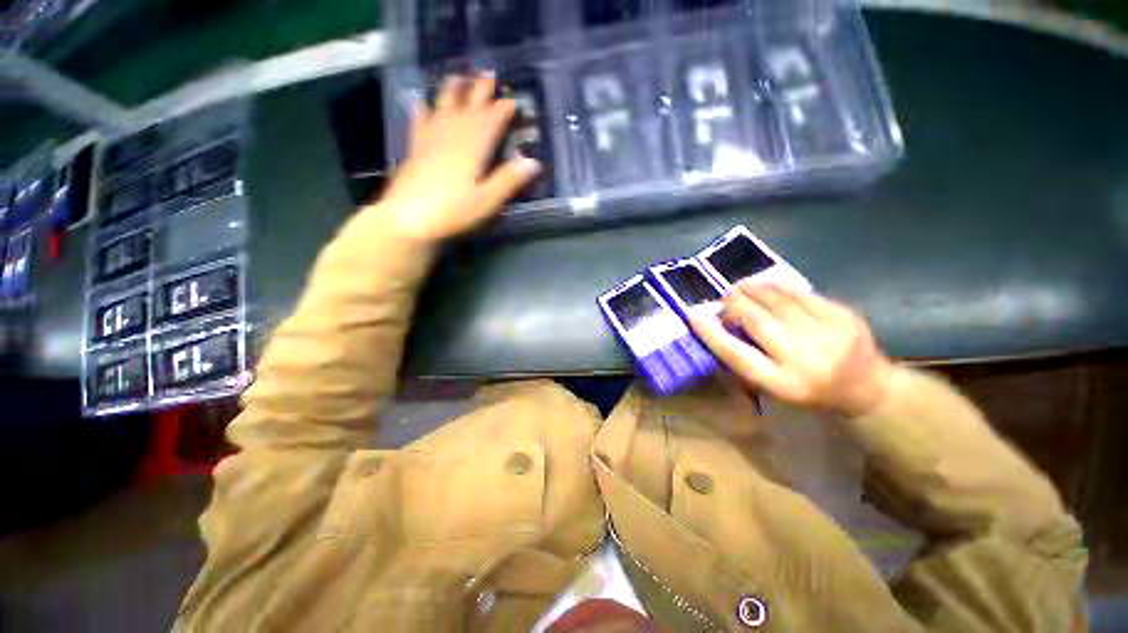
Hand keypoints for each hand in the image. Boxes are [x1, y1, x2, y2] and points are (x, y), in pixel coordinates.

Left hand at [379, 73, 541, 241]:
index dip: (503, 110)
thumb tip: (534, 162)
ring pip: (444, 107)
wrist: (408, 219)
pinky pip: (420, 123)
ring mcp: (431, 140)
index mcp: (473, 147)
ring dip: (453, 91)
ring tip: (458, 76)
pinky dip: (422, 111)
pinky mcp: (416, 150)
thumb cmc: (453, 212)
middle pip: (469, 107)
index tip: (514, 101)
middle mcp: (452, 135)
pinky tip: (420, 103)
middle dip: (480, 90)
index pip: (491, 121)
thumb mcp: (487, 200)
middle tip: (488, 74)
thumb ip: (509, 180)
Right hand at [689, 282, 892, 416]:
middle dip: (734, 305)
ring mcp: (826, 335)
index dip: (711, 333)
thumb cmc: (807, 390)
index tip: (692, 315)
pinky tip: (768, 286)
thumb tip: (717, 329)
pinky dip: (778, 288)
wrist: (866, 387)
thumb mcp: (771, 387)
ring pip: (778, 302)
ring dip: (753, 291)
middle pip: (757, 322)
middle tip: (724, 299)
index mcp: (781, 382)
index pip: (736, 354)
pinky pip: (801, 294)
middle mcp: (803, 359)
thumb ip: (744, 361)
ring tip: (741, 288)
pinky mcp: (843, 316)